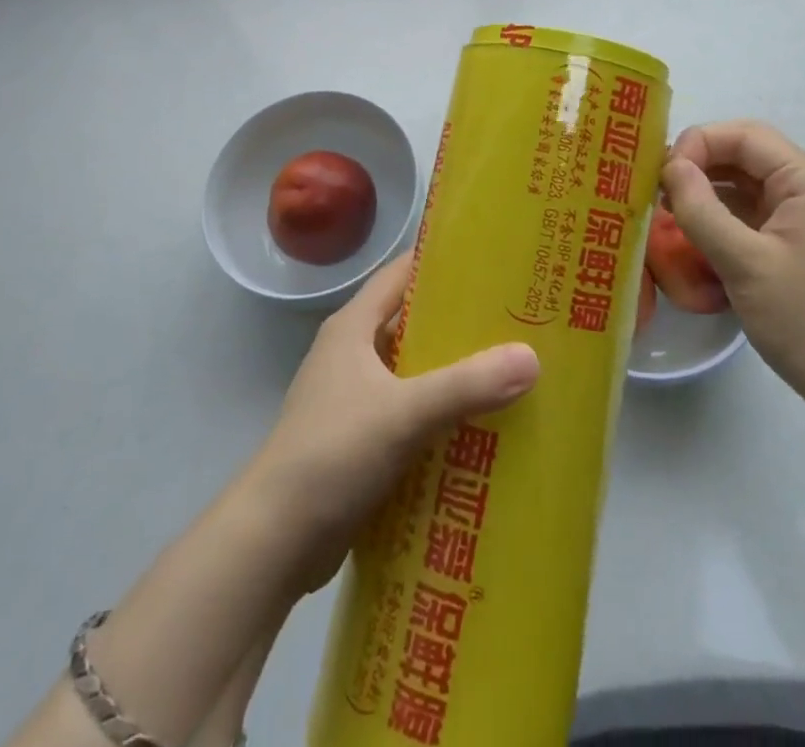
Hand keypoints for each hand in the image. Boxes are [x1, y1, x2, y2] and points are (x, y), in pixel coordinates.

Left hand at [247, 254, 539, 590]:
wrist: (272, 542)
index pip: (401, 275)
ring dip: (453, 373)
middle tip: (515, 320)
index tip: (491, 261)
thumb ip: (466, 386)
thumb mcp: (403, 414)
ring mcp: (353, 399)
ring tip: (510, 370)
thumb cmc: (331, 455)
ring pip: (413, 372)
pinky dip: (440, 415)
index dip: (441, 262)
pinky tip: (481, 426)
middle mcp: (352, 354)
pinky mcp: (359, 441)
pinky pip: (409, 414)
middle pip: (412, 323)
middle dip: (459, 323)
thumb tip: (532, 358)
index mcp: (353, 328)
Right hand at [662, 121, 804, 429]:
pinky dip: (724, 220)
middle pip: (746, 156)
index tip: (661, 177)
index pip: (745, 136)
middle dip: (699, 168)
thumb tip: (669, 165)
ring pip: (748, 186)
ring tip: (669, 216)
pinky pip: (756, 216)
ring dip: (708, 194)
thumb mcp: (746, 265)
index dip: (698, 144)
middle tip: (657, 195)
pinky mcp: (803, 245)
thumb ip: (702, 209)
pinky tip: (697, 240)